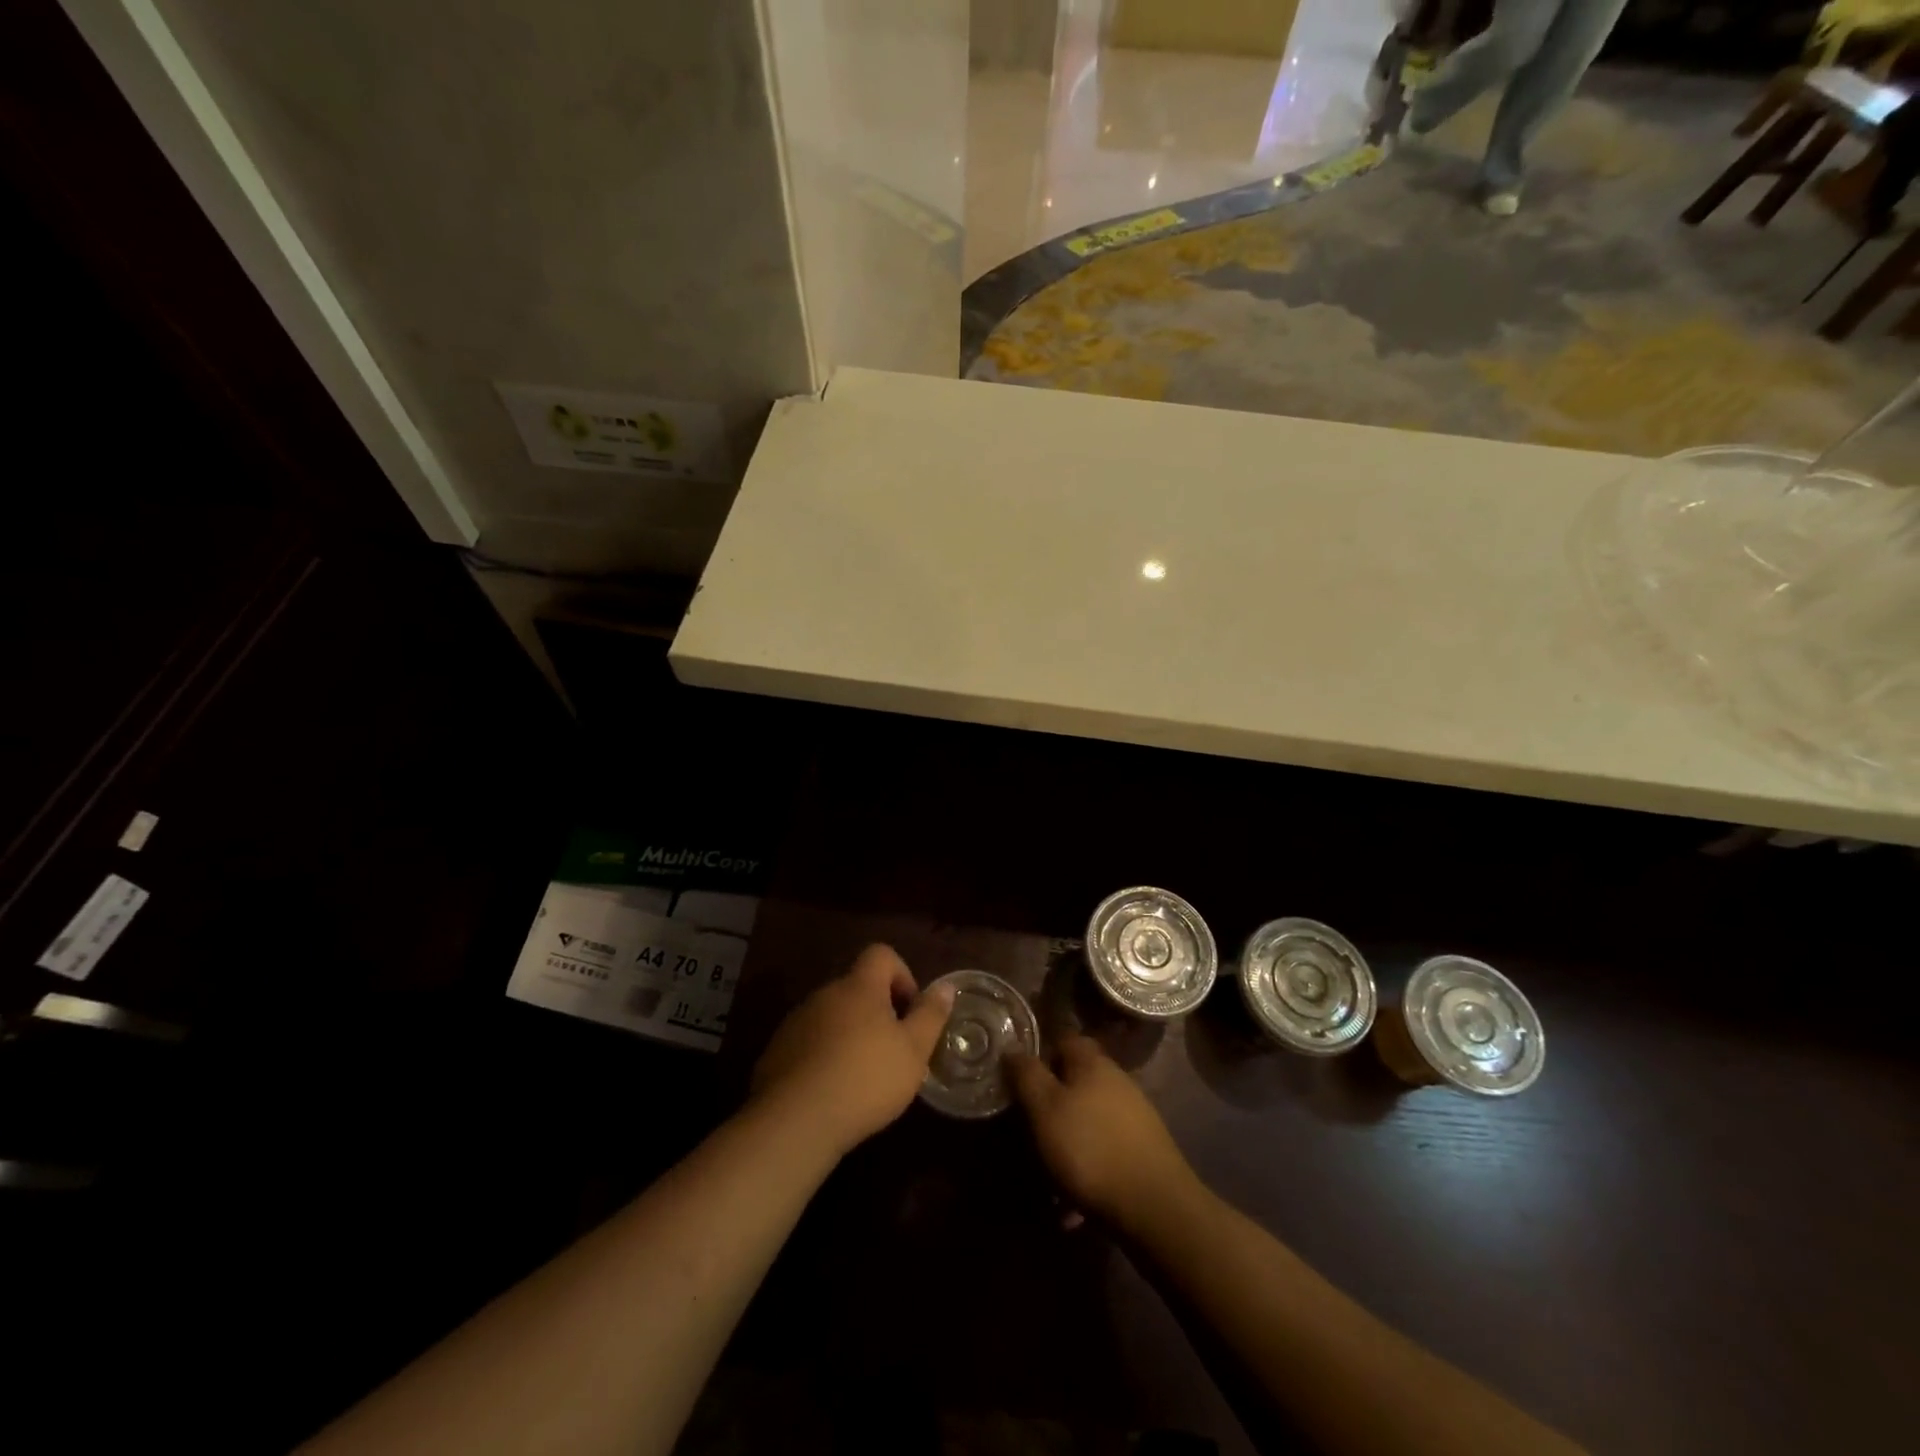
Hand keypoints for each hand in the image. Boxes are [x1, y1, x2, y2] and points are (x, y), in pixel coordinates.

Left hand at [750, 944, 955, 1158]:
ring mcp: (797, 1021)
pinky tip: (832, 1091)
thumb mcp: (914, 1051)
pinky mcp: (777, 1051)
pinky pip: (809, 1042)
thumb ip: (930, 1015)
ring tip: (863, 1076)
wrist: (795, 1121)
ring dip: (850, 1034)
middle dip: (878, 1011)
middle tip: (893, 1050)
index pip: (881, 954)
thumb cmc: (865, 1079)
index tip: (910, 1010)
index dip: (902, 975)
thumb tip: (945, 987)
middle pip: (857, 987)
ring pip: (832, 1015)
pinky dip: (824, 1056)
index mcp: (859, 987)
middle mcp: (825, 994)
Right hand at [1006, 1035, 1198, 1230]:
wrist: (1155, 1207)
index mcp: (1092, 1063)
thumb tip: (1013, 1048)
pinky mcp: (1143, 1151)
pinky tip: (1072, 1206)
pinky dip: (1086, 1170)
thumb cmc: (1090, 1148)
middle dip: (1052, 1102)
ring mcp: (1134, 1116)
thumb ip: (1027, 1075)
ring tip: (1047, 1176)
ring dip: (1067, 1141)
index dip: (1040, 1053)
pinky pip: (1104, 1152)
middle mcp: (1116, 1081)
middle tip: (1029, 1129)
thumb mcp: (1045, 1109)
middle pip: (1077, 1080)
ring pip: (1089, 1119)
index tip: (1019, 1078)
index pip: (1064, 1039)